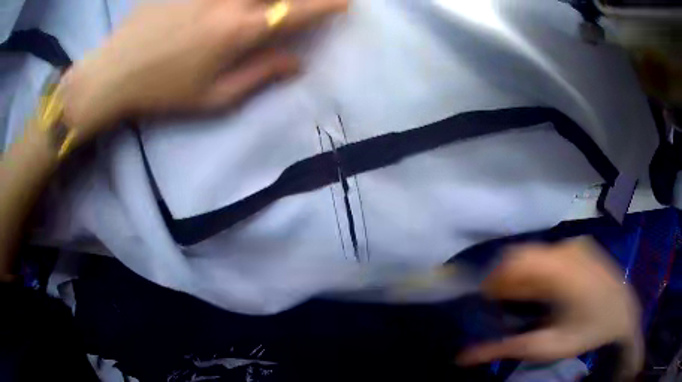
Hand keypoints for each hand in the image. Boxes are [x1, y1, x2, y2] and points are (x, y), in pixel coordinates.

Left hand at [59, 0, 347, 139]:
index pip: (296, 11)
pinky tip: (238, 3)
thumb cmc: (163, 92)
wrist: (114, 73)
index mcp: (238, 33)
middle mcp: (228, 1)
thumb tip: (298, 63)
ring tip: (274, 2)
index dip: (326, 5)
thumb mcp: (213, 98)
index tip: (345, 2)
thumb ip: (259, 76)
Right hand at [457, 237, 642, 379]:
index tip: (486, 302)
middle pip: (522, 255)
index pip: (512, 263)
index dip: (493, 281)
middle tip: (504, 305)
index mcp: (559, 271)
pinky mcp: (581, 245)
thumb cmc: (587, 332)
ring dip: (523, 274)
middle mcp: (565, 249)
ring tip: (526, 299)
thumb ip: (504, 349)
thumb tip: (461, 357)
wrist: (623, 314)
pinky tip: (546, 289)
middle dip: (507, 278)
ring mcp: (575, 244)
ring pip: (535, 252)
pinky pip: (550, 252)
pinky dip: (539, 268)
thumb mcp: (546, 347)